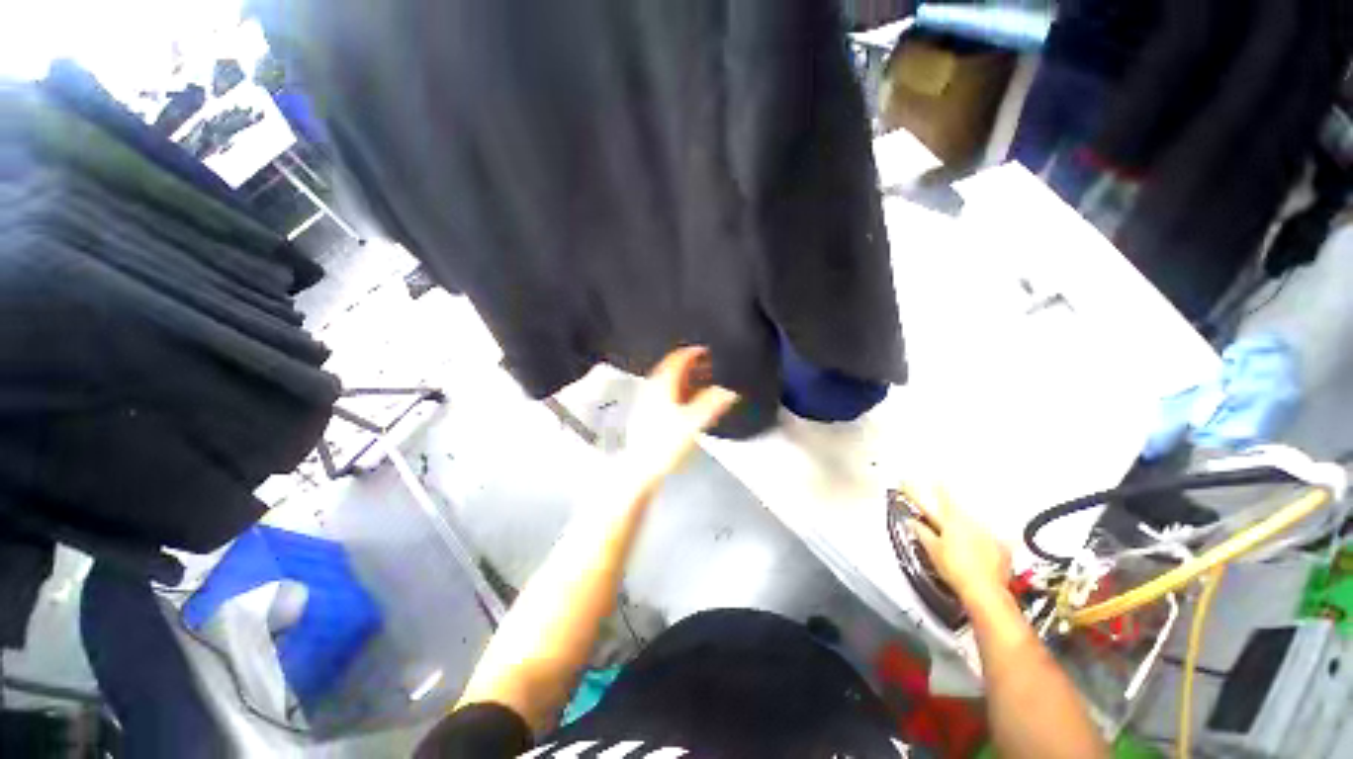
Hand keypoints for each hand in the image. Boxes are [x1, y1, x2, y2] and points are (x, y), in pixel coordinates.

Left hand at [623, 346, 739, 489]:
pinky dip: (676, 390)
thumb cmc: (664, 444)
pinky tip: (685, 400)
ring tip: (698, 380)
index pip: (676, 359)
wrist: (640, 468)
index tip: (705, 350)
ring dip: (683, 377)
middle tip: (705, 364)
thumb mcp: (693, 423)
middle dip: (688, 364)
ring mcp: (646, 401)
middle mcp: (651, 389)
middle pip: (670, 368)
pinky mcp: (646, 413)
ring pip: (666, 380)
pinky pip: (663, 393)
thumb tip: (728, 391)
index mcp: (661, 385)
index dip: (692, 352)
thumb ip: (711, 404)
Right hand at [903, 485, 1011, 605]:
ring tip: (960, 534)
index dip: (934, 488)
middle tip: (941, 502)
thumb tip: (912, 523)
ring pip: (974, 521)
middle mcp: (972, 523)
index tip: (926, 480)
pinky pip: (993, 537)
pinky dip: (986, 539)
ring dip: (965, 523)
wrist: (984, 591)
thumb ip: (922, 532)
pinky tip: (983, 545)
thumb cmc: (958, 571)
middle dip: (948, 504)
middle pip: (957, 509)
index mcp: (952, 521)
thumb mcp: (932, 550)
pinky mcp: (1001, 548)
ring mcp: (988, 535)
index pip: (941, 498)